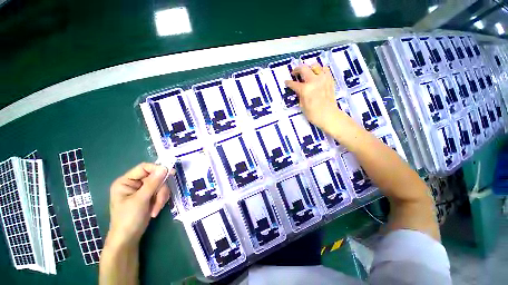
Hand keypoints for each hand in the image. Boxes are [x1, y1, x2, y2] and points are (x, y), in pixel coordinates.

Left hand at [106, 163, 173, 247]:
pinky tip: (155, 210)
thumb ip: (153, 183)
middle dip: (160, 190)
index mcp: (126, 181)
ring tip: (155, 209)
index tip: (171, 173)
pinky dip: (160, 201)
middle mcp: (135, 183)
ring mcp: (142, 190)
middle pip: (155, 177)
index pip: (144, 167)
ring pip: (160, 185)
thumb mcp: (141, 200)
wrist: (128, 238)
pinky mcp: (149, 197)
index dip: (157, 169)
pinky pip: (161, 192)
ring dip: (161, 197)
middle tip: (159, 201)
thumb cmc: (128, 219)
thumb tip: (165, 168)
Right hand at [285, 64, 344, 133]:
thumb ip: (299, 95)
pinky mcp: (330, 80)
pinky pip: (325, 69)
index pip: (294, 83)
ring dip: (309, 68)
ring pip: (315, 65)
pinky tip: (317, 75)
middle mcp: (314, 81)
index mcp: (305, 89)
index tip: (286, 82)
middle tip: (294, 73)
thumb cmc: (313, 114)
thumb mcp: (302, 105)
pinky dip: (320, 70)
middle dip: (296, 69)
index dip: (288, 83)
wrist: (329, 116)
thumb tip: (298, 89)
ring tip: (307, 72)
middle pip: (303, 68)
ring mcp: (323, 79)